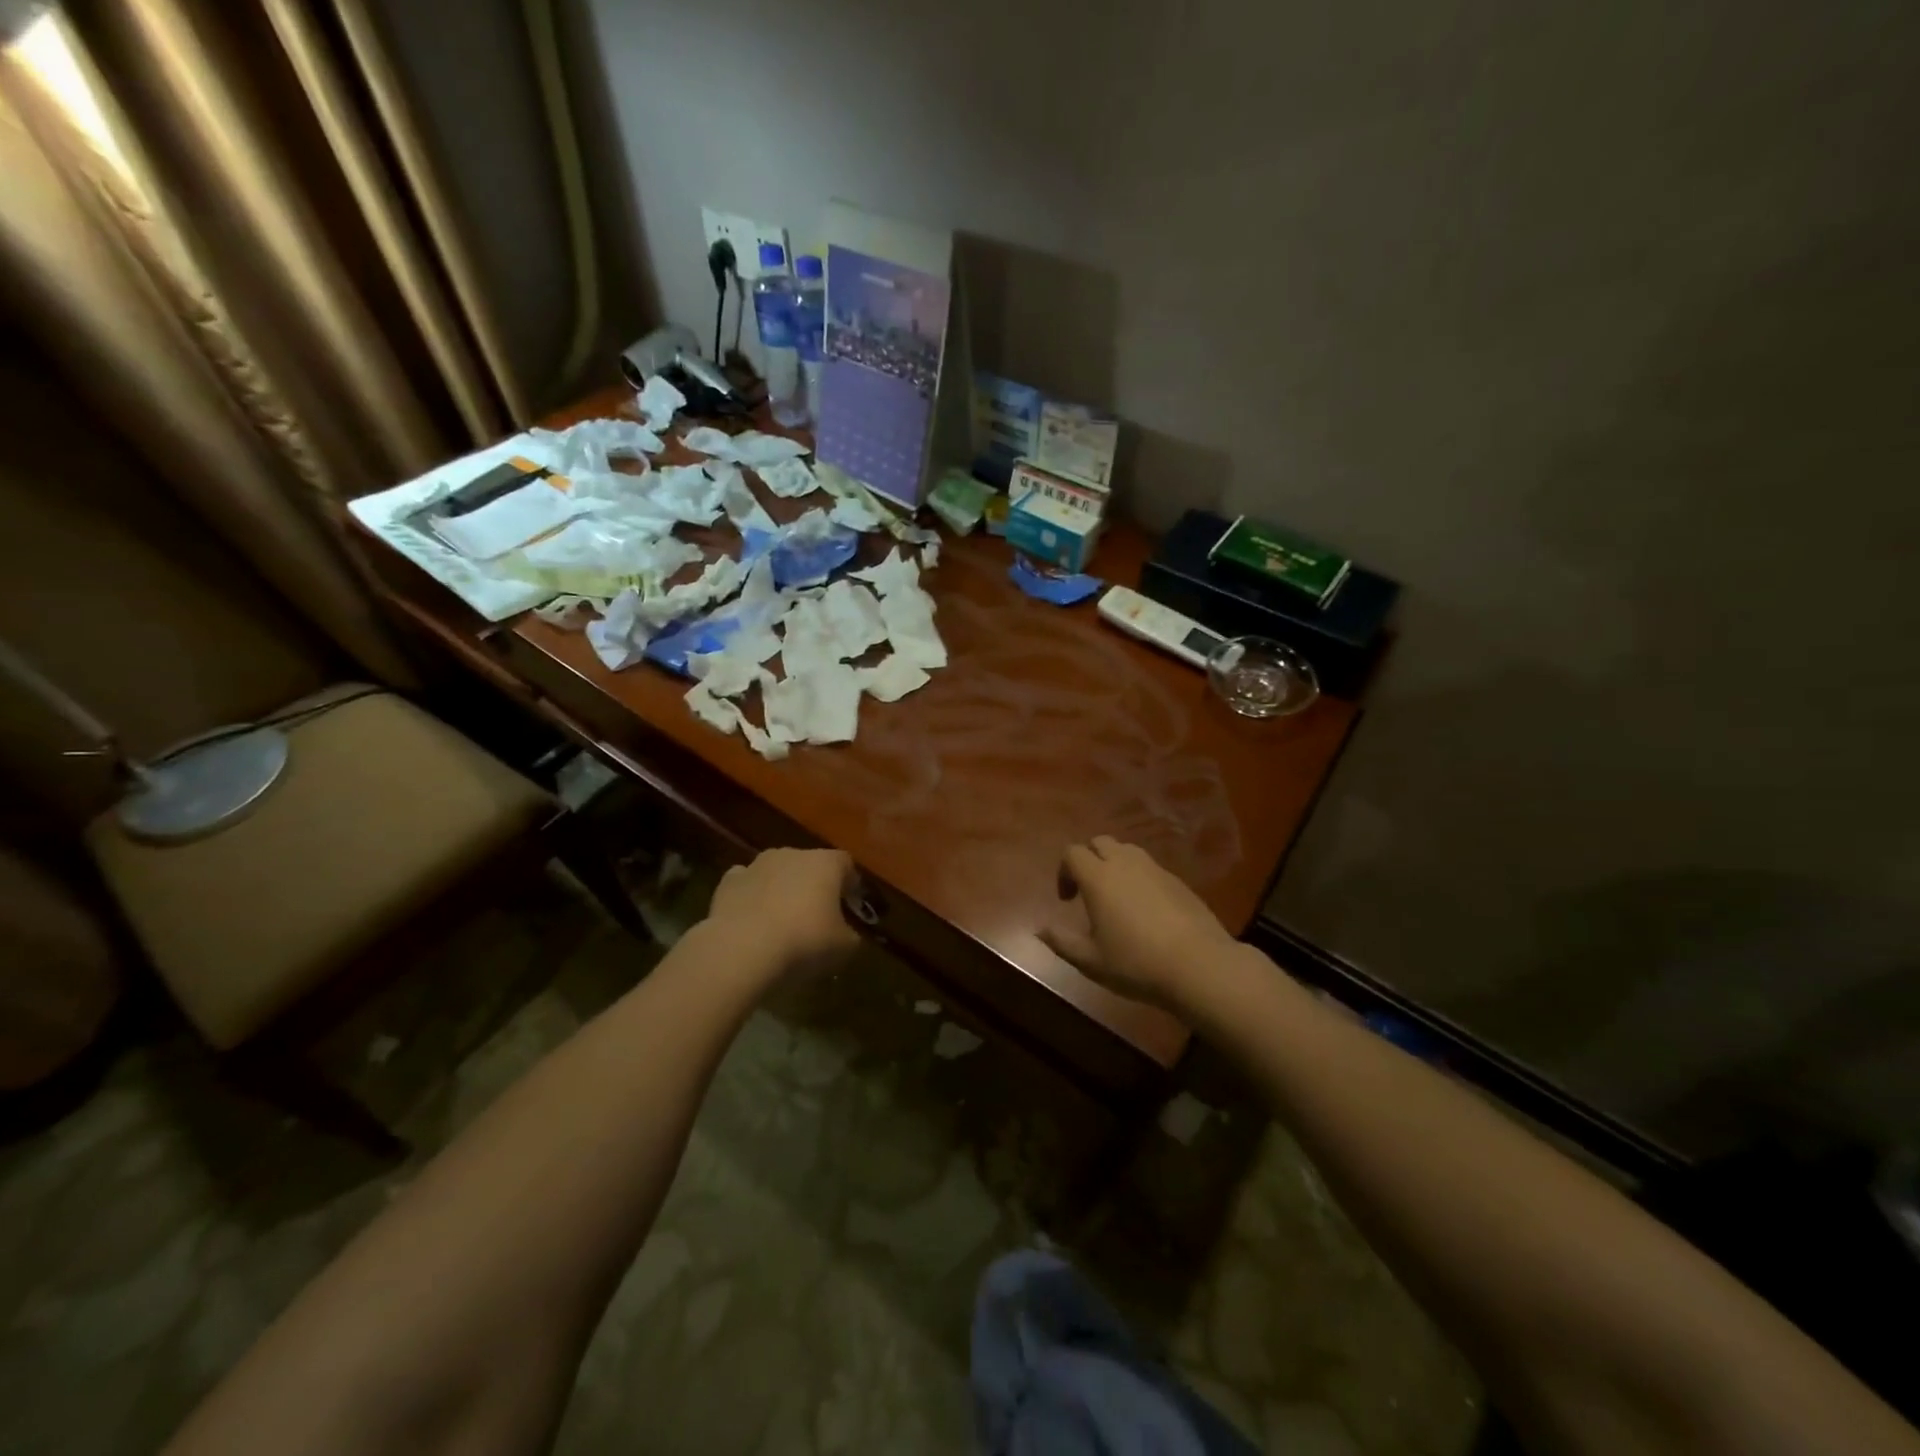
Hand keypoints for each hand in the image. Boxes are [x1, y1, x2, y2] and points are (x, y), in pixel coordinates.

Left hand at [704, 847, 860, 982]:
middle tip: (818, 915)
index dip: (850, 884)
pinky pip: (747, 884)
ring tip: (783, 920)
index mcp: (826, 863)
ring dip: (782, 889)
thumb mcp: (844, 947)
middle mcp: (792, 854)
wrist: (741, 951)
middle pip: (810, 865)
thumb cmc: (804, 942)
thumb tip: (846, 934)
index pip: (846, 864)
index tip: (851, 905)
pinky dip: (752, 897)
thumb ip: (850, 935)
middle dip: (815, 885)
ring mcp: (756, 865)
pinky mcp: (728, 882)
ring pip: (777, 872)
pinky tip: (753, 919)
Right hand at [1040, 837, 1237, 1010]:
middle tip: (1088, 891)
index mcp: (1098, 877)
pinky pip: (1149, 867)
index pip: (1072, 853)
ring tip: (1116, 897)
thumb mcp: (1091, 960)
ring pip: (1127, 851)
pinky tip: (1145, 909)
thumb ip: (1062, 942)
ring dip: (1114, 864)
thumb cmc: (1136, 963)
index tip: (1067, 900)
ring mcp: (1155, 869)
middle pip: (1100, 842)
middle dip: (1088, 859)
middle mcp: (1125, 863)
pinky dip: (1138, 877)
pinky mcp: (1178, 881)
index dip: (1063, 871)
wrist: (1199, 965)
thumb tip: (1040, 930)